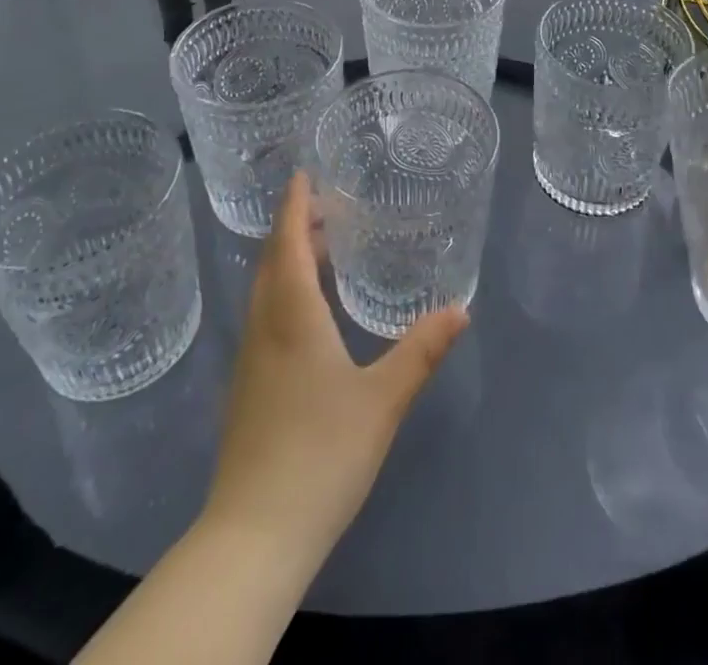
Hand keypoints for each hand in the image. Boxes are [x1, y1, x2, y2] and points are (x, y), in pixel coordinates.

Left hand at [203, 173, 467, 566]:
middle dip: (292, 226)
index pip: (288, 243)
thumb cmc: (321, 454)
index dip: (294, 204)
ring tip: (320, 247)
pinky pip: (263, 316)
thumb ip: (421, 349)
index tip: (303, 173)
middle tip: (324, 204)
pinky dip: (282, 290)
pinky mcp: (246, 388)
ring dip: (286, 259)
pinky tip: (307, 312)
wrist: (254, 535)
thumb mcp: (383, 399)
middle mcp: (264, 327)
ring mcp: (249, 359)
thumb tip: (461, 308)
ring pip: (264, 290)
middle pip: (272, 261)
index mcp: (293, 316)